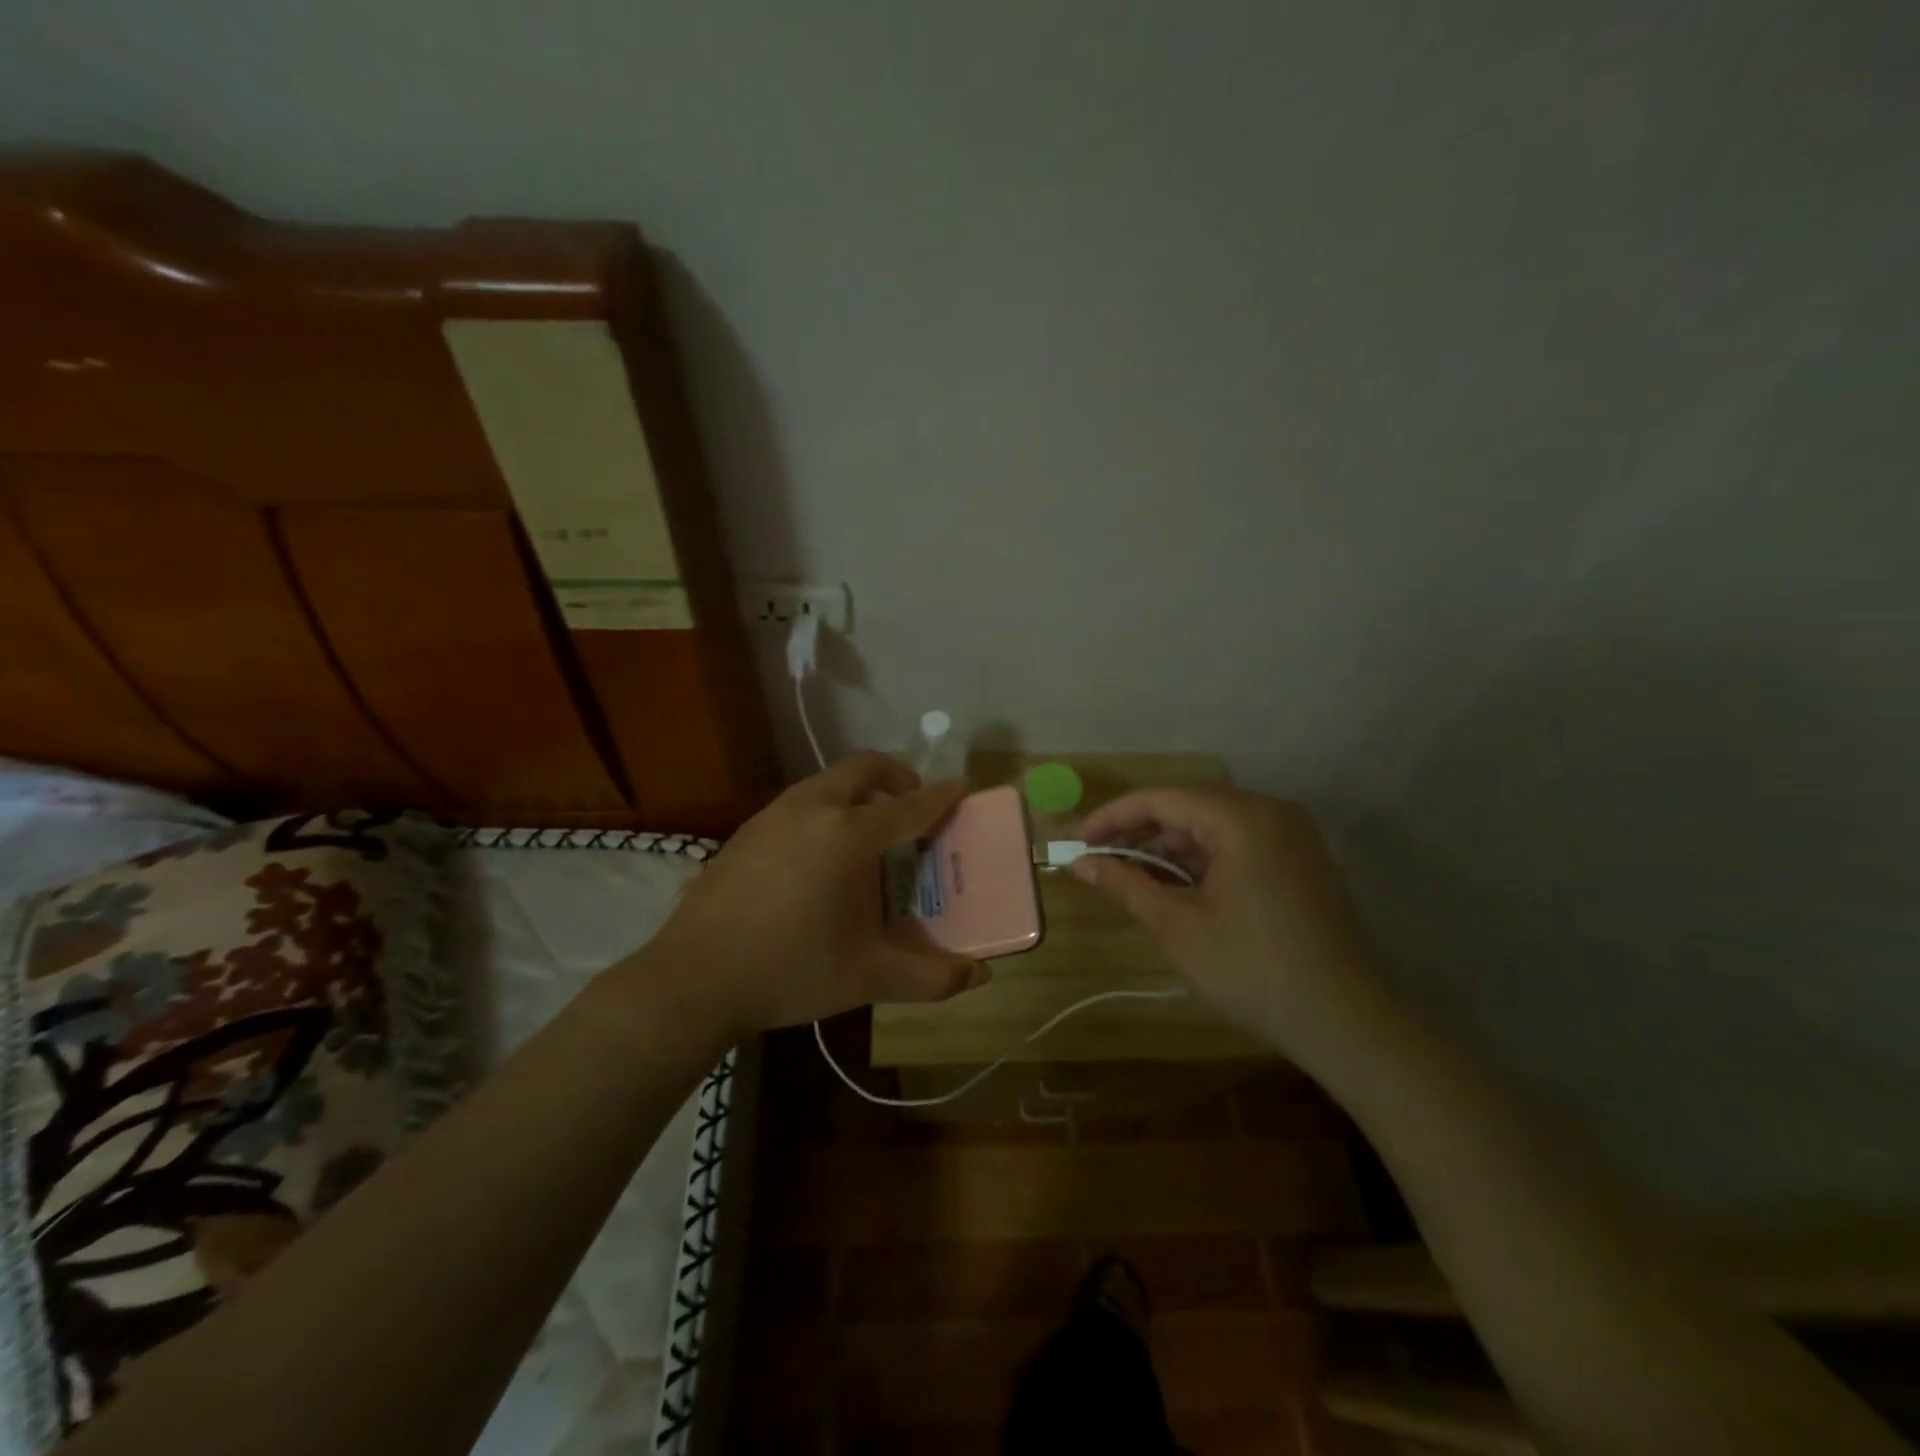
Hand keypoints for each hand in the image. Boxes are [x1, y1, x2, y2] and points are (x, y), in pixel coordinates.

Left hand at [645, 752, 986, 1036]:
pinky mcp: (745, 832)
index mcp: (848, 834)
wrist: (693, 979)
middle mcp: (811, 809)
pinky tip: (819, 858)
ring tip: (868, 834)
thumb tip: (980, 977)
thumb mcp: (868, 976)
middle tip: (912, 806)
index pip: (909, 806)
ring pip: (826, 782)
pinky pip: (799, 803)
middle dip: (896, 777)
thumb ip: (930, 976)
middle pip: (863, 768)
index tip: (963, 787)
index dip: (941, 796)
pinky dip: (825, 810)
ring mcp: (772, 816)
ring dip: (857, 793)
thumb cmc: (791, 970)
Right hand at [1073, 786, 1381, 1056]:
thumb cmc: (1253, 973)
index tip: (1077, 842)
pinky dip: (1203, 857)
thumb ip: (1126, 884)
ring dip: (1170, 845)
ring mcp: (1293, 834)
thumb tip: (1080, 863)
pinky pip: (1240, 841)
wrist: (1347, 1024)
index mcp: (1243, 819)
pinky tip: (1176, 883)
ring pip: (1214, 823)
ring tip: (1132, 875)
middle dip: (1140, 830)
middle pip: (1189, 805)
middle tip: (1098, 858)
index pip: (1161, 798)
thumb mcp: (1178, 928)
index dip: (1112, 817)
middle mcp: (1272, 811)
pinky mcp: (1302, 858)